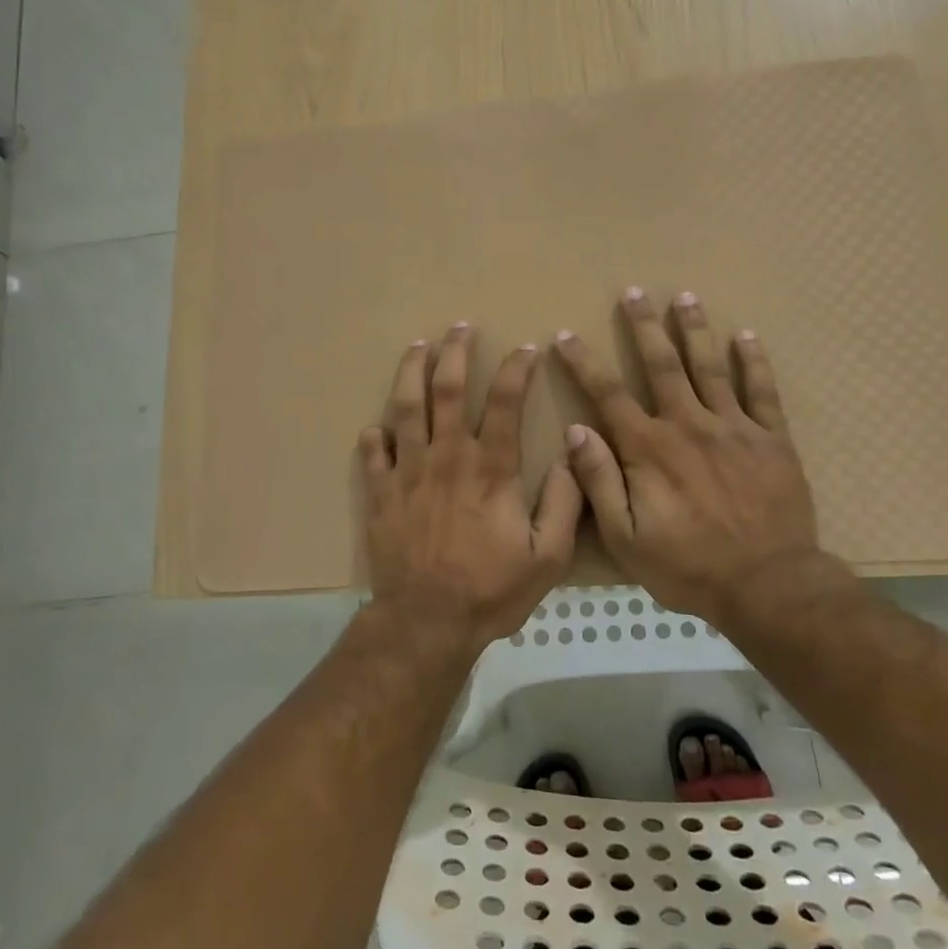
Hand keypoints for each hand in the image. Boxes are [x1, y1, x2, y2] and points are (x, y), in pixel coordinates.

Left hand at [359, 322, 581, 651]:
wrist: (427, 621)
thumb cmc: (491, 590)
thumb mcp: (548, 556)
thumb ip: (565, 503)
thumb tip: (574, 455)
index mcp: (491, 468)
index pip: (506, 402)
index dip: (517, 369)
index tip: (526, 348)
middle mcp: (448, 456)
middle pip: (449, 389)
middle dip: (455, 352)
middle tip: (459, 327)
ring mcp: (408, 471)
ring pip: (407, 407)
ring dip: (411, 372)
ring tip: (417, 347)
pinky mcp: (380, 492)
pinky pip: (373, 452)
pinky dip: (375, 435)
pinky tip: (377, 426)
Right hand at [553, 288, 847, 626]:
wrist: (769, 586)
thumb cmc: (689, 566)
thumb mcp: (626, 538)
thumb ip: (600, 482)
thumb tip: (576, 432)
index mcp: (649, 449)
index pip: (608, 394)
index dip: (584, 362)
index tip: (567, 335)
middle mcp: (689, 425)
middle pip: (662, 365)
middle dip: (644, 326)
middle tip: (633, 292)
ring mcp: (734, 428)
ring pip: (710, 367)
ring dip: (694, 329)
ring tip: (685, 297)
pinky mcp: (773, 440)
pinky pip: (762, 392)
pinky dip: (754, 362)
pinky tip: (747, 337)